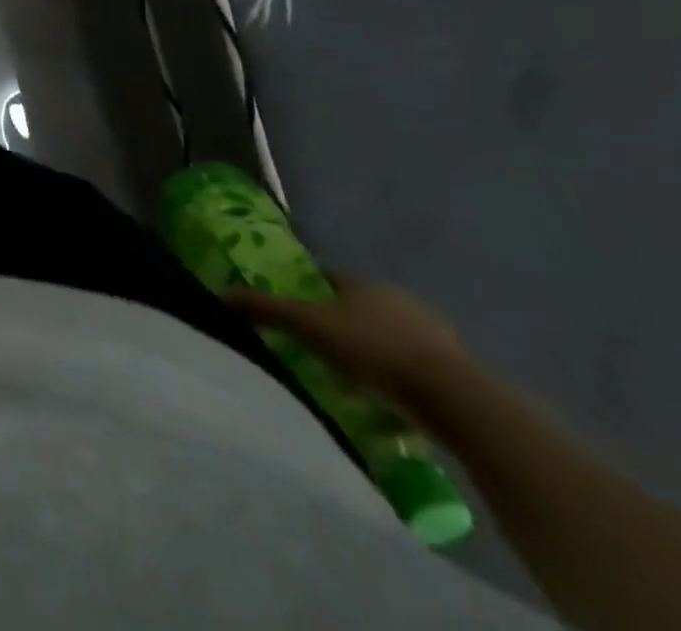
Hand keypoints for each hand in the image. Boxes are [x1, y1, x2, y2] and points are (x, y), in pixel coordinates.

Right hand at [225, 276, 477, 418]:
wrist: (456, 402)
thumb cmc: (374, 351)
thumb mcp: (309, 327)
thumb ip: (265, 309)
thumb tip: (221, 293)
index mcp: (365, 283)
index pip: (329, 278)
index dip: (309, 291)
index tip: (294, 312)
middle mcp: (401, 300)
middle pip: (360, 306)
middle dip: (341, 323)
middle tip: (317, 347)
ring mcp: (436, 335)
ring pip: (390, 335)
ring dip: (373, 350)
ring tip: (351, 377)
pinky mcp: (460, 370)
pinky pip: (416, 366)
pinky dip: (399, 376)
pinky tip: (388, 397)